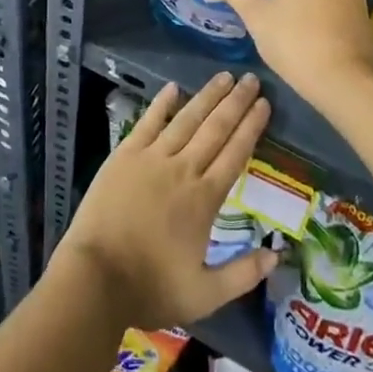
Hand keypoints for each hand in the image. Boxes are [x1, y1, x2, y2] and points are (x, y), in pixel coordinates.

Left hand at [56, 73, 277, 330]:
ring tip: (224, 77)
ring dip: (207, 96)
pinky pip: (148, 122)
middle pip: (215, 128)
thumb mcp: (205, 294)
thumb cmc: (151, 287)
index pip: (235, 154)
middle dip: (236, 102)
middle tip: (251, 79)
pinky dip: (161, 103)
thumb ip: (243, 274)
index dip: (251, 127)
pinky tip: (173, 87)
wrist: (95, 278)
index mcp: (204, 199)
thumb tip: (277, 254)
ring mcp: (152, 158)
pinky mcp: (125, 155)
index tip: (264, 104)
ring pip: (186, 119)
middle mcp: (183, 169)